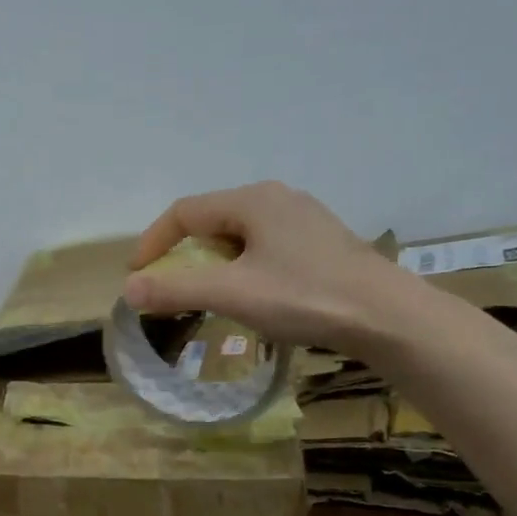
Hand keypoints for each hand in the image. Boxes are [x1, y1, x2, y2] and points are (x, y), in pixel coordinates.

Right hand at [124, 181, 422, 349]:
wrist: (388, 317)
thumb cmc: (304, 296)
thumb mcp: (232, 294)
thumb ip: (176, 290)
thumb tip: (128, 290)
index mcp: (252, 200)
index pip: (185, 212)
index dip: (153, 242)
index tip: (137, 275)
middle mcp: (278, 198)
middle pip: (212, 220)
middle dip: (184, 252)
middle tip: (170, 285)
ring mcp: (305, 218)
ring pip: (241, 234)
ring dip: (214, 261)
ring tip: (208, 293)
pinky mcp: (323, 242)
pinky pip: (266, 246)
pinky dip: (243, 266)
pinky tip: (254, 293)